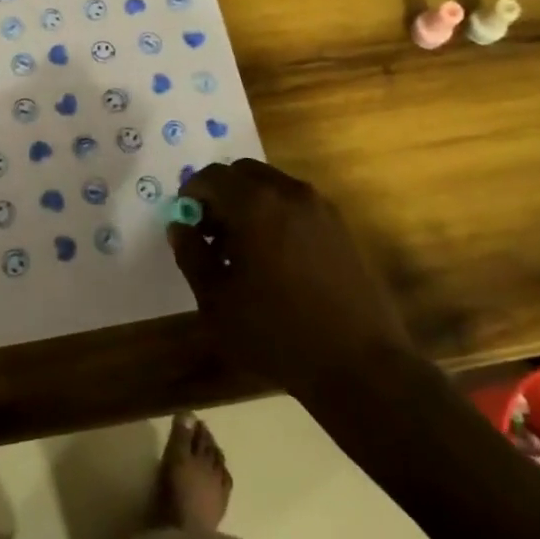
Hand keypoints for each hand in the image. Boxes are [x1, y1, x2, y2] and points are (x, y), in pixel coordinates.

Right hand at [168, 159, 415, 402]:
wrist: (360, 365)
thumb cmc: (277, 333)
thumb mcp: (217, 302)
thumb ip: (192, 256)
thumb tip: (179, 227)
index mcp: (255, 205)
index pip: (212, 176)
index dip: (192, 194)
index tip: (186, 222)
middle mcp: (290, 193)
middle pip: (244, 172)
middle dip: (221, 194)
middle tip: (211, 233)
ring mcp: (321, 208)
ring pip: (273, 186)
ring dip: (249, 203)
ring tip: (243, 250)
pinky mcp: (341, 227)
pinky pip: (297, 204)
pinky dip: (277, 214)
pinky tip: (276, 258)